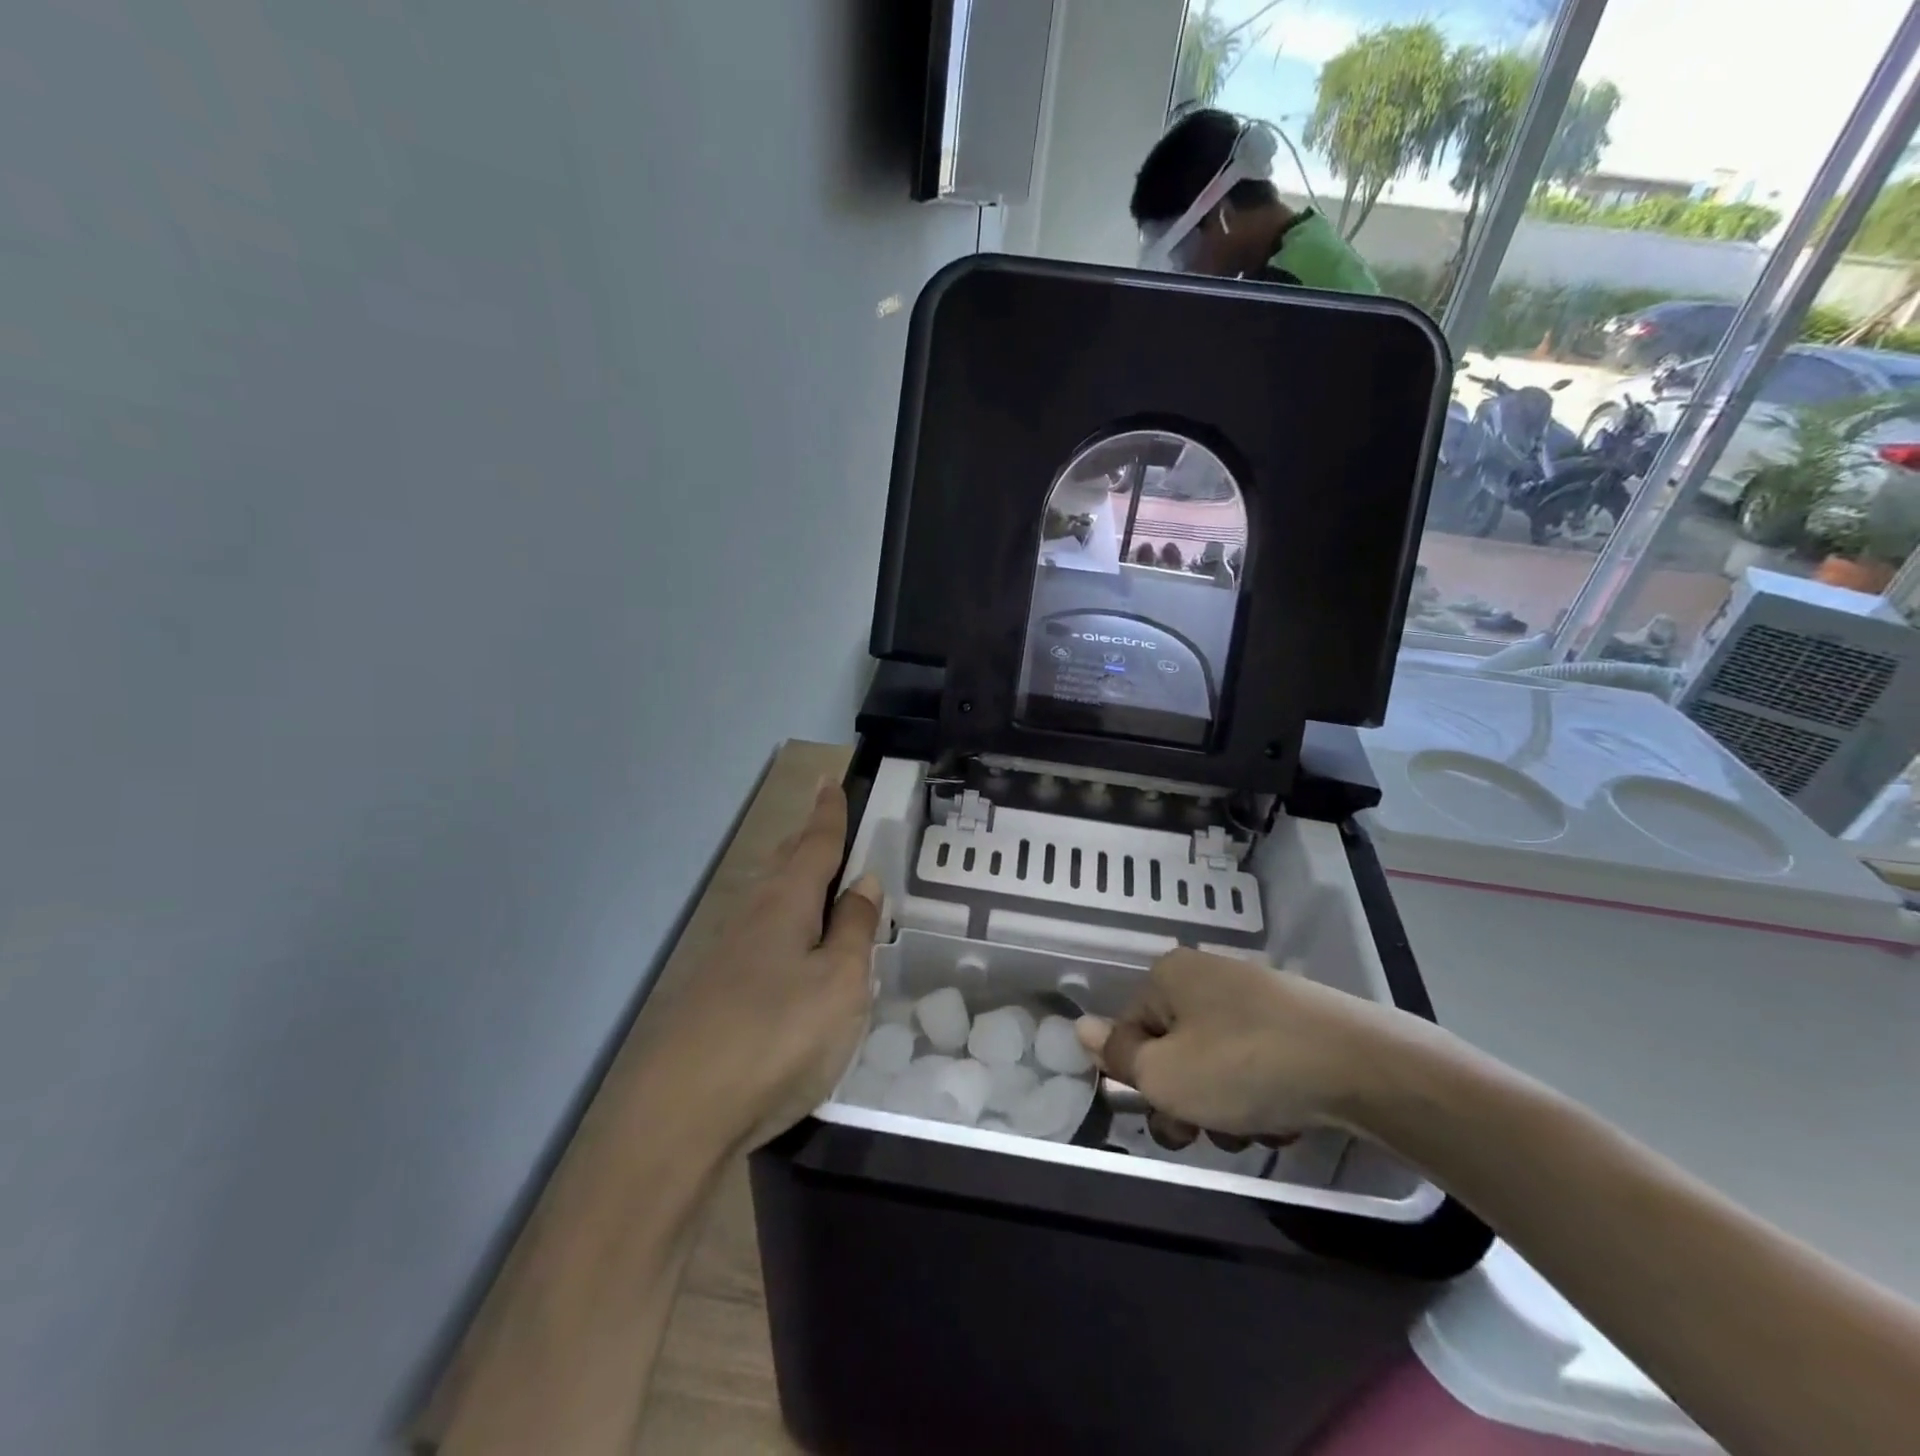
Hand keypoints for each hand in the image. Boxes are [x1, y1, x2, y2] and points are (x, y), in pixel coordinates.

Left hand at [657, 779, 881, 1151]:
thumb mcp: (839, 983)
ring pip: (768, 900)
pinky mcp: (715, 994)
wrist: (680, 1113)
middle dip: (806, 840)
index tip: (830, 780)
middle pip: (784, 865)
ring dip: (793, 881)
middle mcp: (751, 917)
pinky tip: (789, 949)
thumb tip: (863, 883)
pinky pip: (759, 937)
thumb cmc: (777, 1035)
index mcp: (785, 903)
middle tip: (825, 822)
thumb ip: (853, 930)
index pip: (815, 843)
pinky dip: (783, 924)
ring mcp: (726, 956)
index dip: (828, 813)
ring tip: (817, 880)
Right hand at [1074, 949, 1411, 1144]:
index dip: (1141, 1079)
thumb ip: (1117, 1056)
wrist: (1359, 1066)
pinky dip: (1262, 1093)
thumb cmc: (1243, 1066)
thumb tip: (1078, 1026)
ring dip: (1225, 1105)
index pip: (1130, 1030)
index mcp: (1170, 976)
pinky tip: (1286, 1117)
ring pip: (1216, 1063)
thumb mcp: (1165, 1074)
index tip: (1167, 1113)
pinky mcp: (1296, 1021)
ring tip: (1256, 1128)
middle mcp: (1208, 976)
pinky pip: (1257, 1062)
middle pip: (1174, 1048)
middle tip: (1206, 1133)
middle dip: (1186, 1099)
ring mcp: (1256, 996)